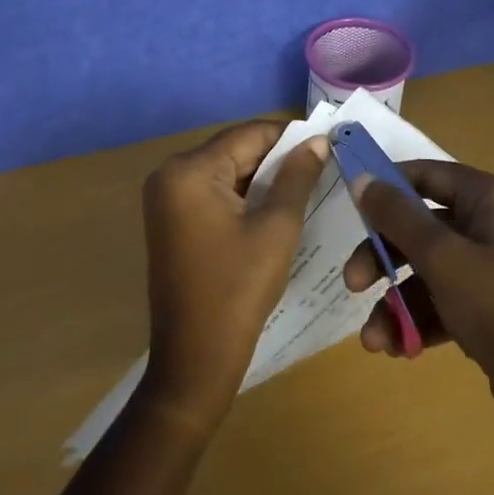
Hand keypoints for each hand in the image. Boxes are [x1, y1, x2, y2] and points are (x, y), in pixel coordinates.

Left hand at [138, 122, 328, 432]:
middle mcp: (170, 174)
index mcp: (189, 170)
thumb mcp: (277, 228)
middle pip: (235, 150)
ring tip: (305, 186)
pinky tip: (274, 207)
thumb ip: (297, 177)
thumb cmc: (238, 289)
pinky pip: (213, 192)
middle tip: (321, 168)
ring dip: (262, 178)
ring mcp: (166, 198)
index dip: (291, 137)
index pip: (249, 134)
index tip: (327, 144)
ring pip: (226, 171)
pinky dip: (243, 196)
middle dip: (277, 158)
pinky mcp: (170, 219)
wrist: (195, 360)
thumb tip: (318, 140)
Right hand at [342, 160, 493, 427]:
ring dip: (395, 302)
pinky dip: (418, 320)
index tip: (350, 205)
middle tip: (353, 284)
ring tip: (374, 340)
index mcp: (491, 200)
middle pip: (421, 226)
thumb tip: (361, 178)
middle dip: (383, 258)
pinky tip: (398, 349)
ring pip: (427, 269)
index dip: (388, 186)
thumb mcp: (443, 259)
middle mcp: (493, 225)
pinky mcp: (490, 305)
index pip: (428, 174)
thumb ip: (398, 217)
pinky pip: (443, 300)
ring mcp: (493, 267)